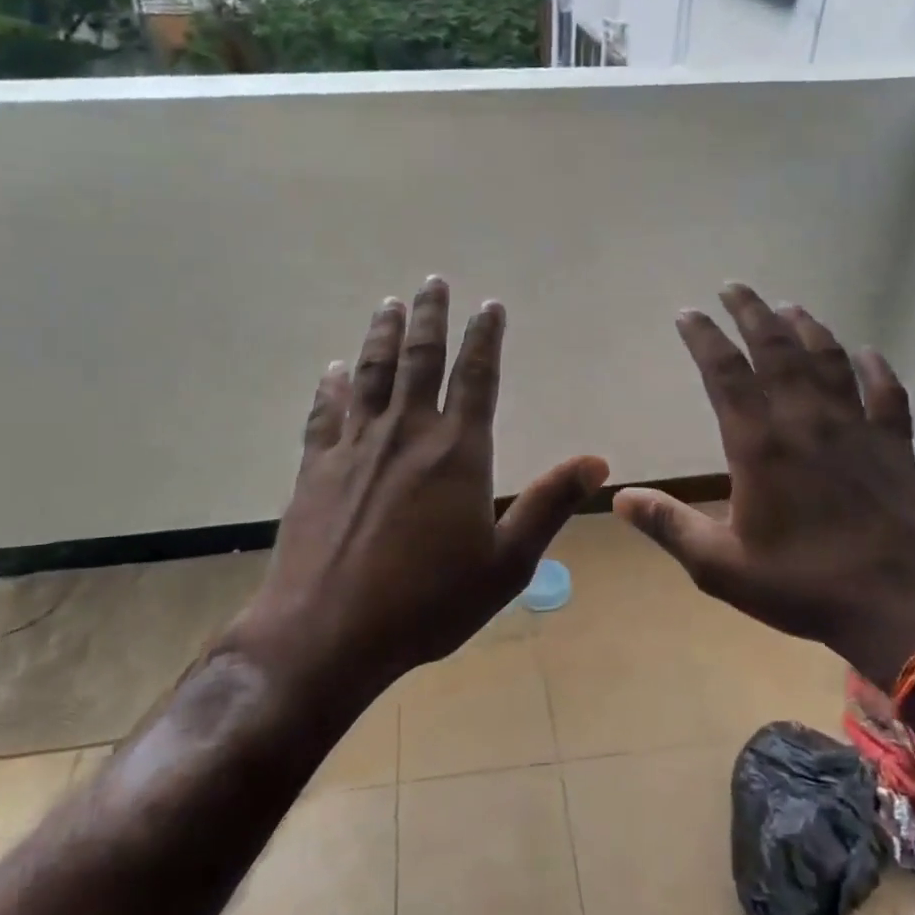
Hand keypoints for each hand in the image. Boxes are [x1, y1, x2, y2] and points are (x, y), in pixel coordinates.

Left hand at [228, 277, 607, 703]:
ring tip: (388, 304)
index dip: (486, 337)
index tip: (490, 305)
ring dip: (381, 334)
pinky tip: (333, 371)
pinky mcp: (317, 467)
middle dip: (430, 316)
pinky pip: (325, 413)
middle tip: (433, 281)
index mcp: (456, 451)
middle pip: (420, 358)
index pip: (477, 376)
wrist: (327, 633)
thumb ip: (549, 505)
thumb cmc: (427, 603)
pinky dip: (331, 387)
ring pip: (371, 373)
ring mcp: (356, 447)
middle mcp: (406, 433)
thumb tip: (597, 462)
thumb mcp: (506, 564)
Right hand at [613, 284, 914, 688]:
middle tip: (736, 286)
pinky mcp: (895, 445)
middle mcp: (806, 421)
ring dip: (807, 328)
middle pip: (776, 350)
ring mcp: (856, 428)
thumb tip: (619, 498)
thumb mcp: (720, 566)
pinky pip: (887, 393)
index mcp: (760, 445)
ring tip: (788, 306)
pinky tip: (867, 353)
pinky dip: (876, 368)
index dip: (704, 338)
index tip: (688, 313)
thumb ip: (668, 526)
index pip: (725, 374)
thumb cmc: (804, 585)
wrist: (903, 609)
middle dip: (752, 313)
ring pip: (828, 360)